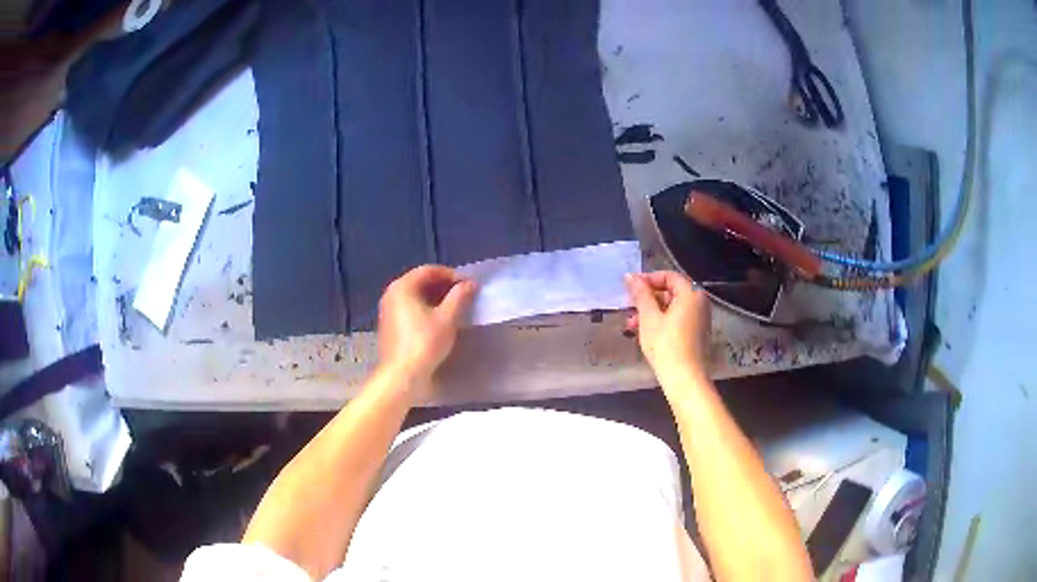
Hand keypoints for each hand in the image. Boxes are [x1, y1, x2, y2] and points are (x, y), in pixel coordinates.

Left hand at [377, 265, 476, 390]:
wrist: (401, 375)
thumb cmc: (424, 343)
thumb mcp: (447, 319)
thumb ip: (459, 297)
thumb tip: (470, 283)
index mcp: (402, 287)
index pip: (428, 271)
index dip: (450, 275)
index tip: (468, 284)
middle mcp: (391, 294)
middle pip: (420, 282)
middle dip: (443, 286)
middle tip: (463, 295)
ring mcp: (388, 310)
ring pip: (415, 296)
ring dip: (435, 298)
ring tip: (455, 308)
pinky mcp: (390, 326)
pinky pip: (409, 309)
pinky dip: (425, 309)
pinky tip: (439, 321)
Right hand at [625, 271, 711, 380]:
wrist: (685, 379)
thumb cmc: (666, 345)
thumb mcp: (649, 317)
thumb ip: (640, 294)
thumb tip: (630, 276)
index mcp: (691, 294)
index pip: (668, 276)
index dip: (648, 279)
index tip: (630, 288)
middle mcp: (700, 303)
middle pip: (671, 292)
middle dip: (647, 300)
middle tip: (629, 308)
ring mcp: (700, 320)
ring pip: (672, 308)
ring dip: (651, 313)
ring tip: (631, 325)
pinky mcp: (697, 334)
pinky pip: (678, 320)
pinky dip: (662, 322)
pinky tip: (645, 333)